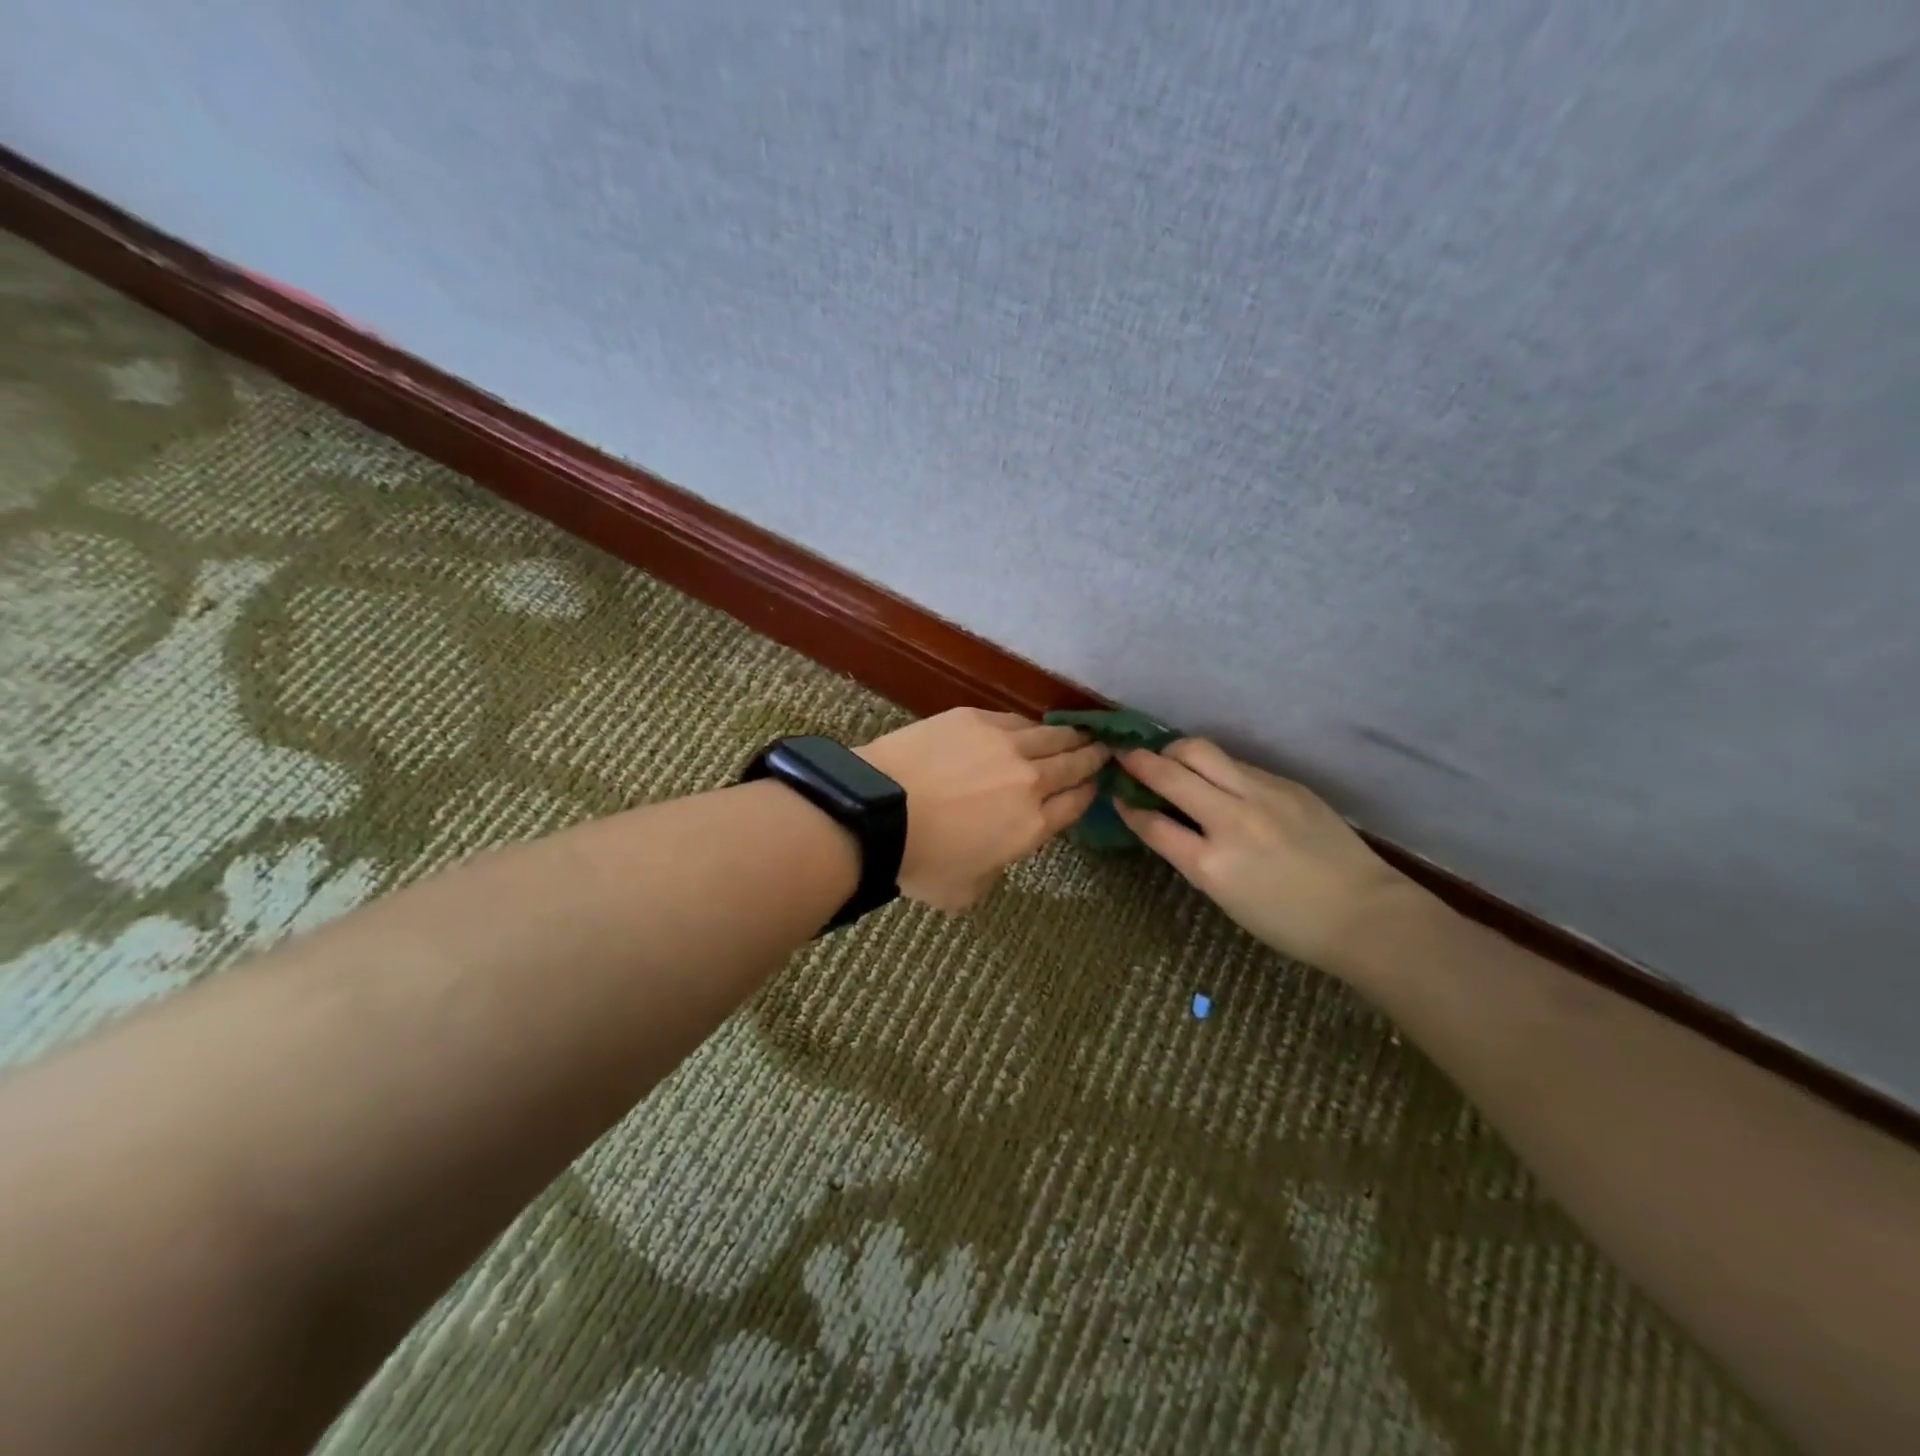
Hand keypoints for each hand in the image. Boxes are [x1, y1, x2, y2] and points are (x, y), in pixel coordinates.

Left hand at [858, 709, 1108, 911]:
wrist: (879, 811)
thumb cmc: (920, 862)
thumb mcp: (965, 891)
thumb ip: (992, 873)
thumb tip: (994, 856)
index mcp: (1032, 827)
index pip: (1075, 805)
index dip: (1089, 793)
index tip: (1097, 784)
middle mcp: (1030, 781)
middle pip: (1072, 765)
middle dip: (1092, 758)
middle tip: (1104, 750)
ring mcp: (1005, 745)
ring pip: (1050, 736)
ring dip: (1070, 736)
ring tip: (1080, 733)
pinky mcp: (975, 719)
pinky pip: (1015, 720)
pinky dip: (1030, 724)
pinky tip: (1032, 725)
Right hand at [1114, 739, 1423, 970]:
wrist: (1364, 913)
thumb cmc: (1289, 923)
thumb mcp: (1225, 898)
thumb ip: (1191, 855)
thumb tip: (1165, 822)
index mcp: (1211, 863)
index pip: (1153, 823)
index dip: (1128, 806)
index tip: (1117, 795)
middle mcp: (1231, 819)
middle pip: (1171, 771)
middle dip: (1140, 760)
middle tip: (1126, 757)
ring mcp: (1262, 794)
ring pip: (1202, 751)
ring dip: (1175, 752)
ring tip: (1169, 759)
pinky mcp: (1286, 784)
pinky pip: (1236, 764)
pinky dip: (1215, 767)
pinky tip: (1216, 779)